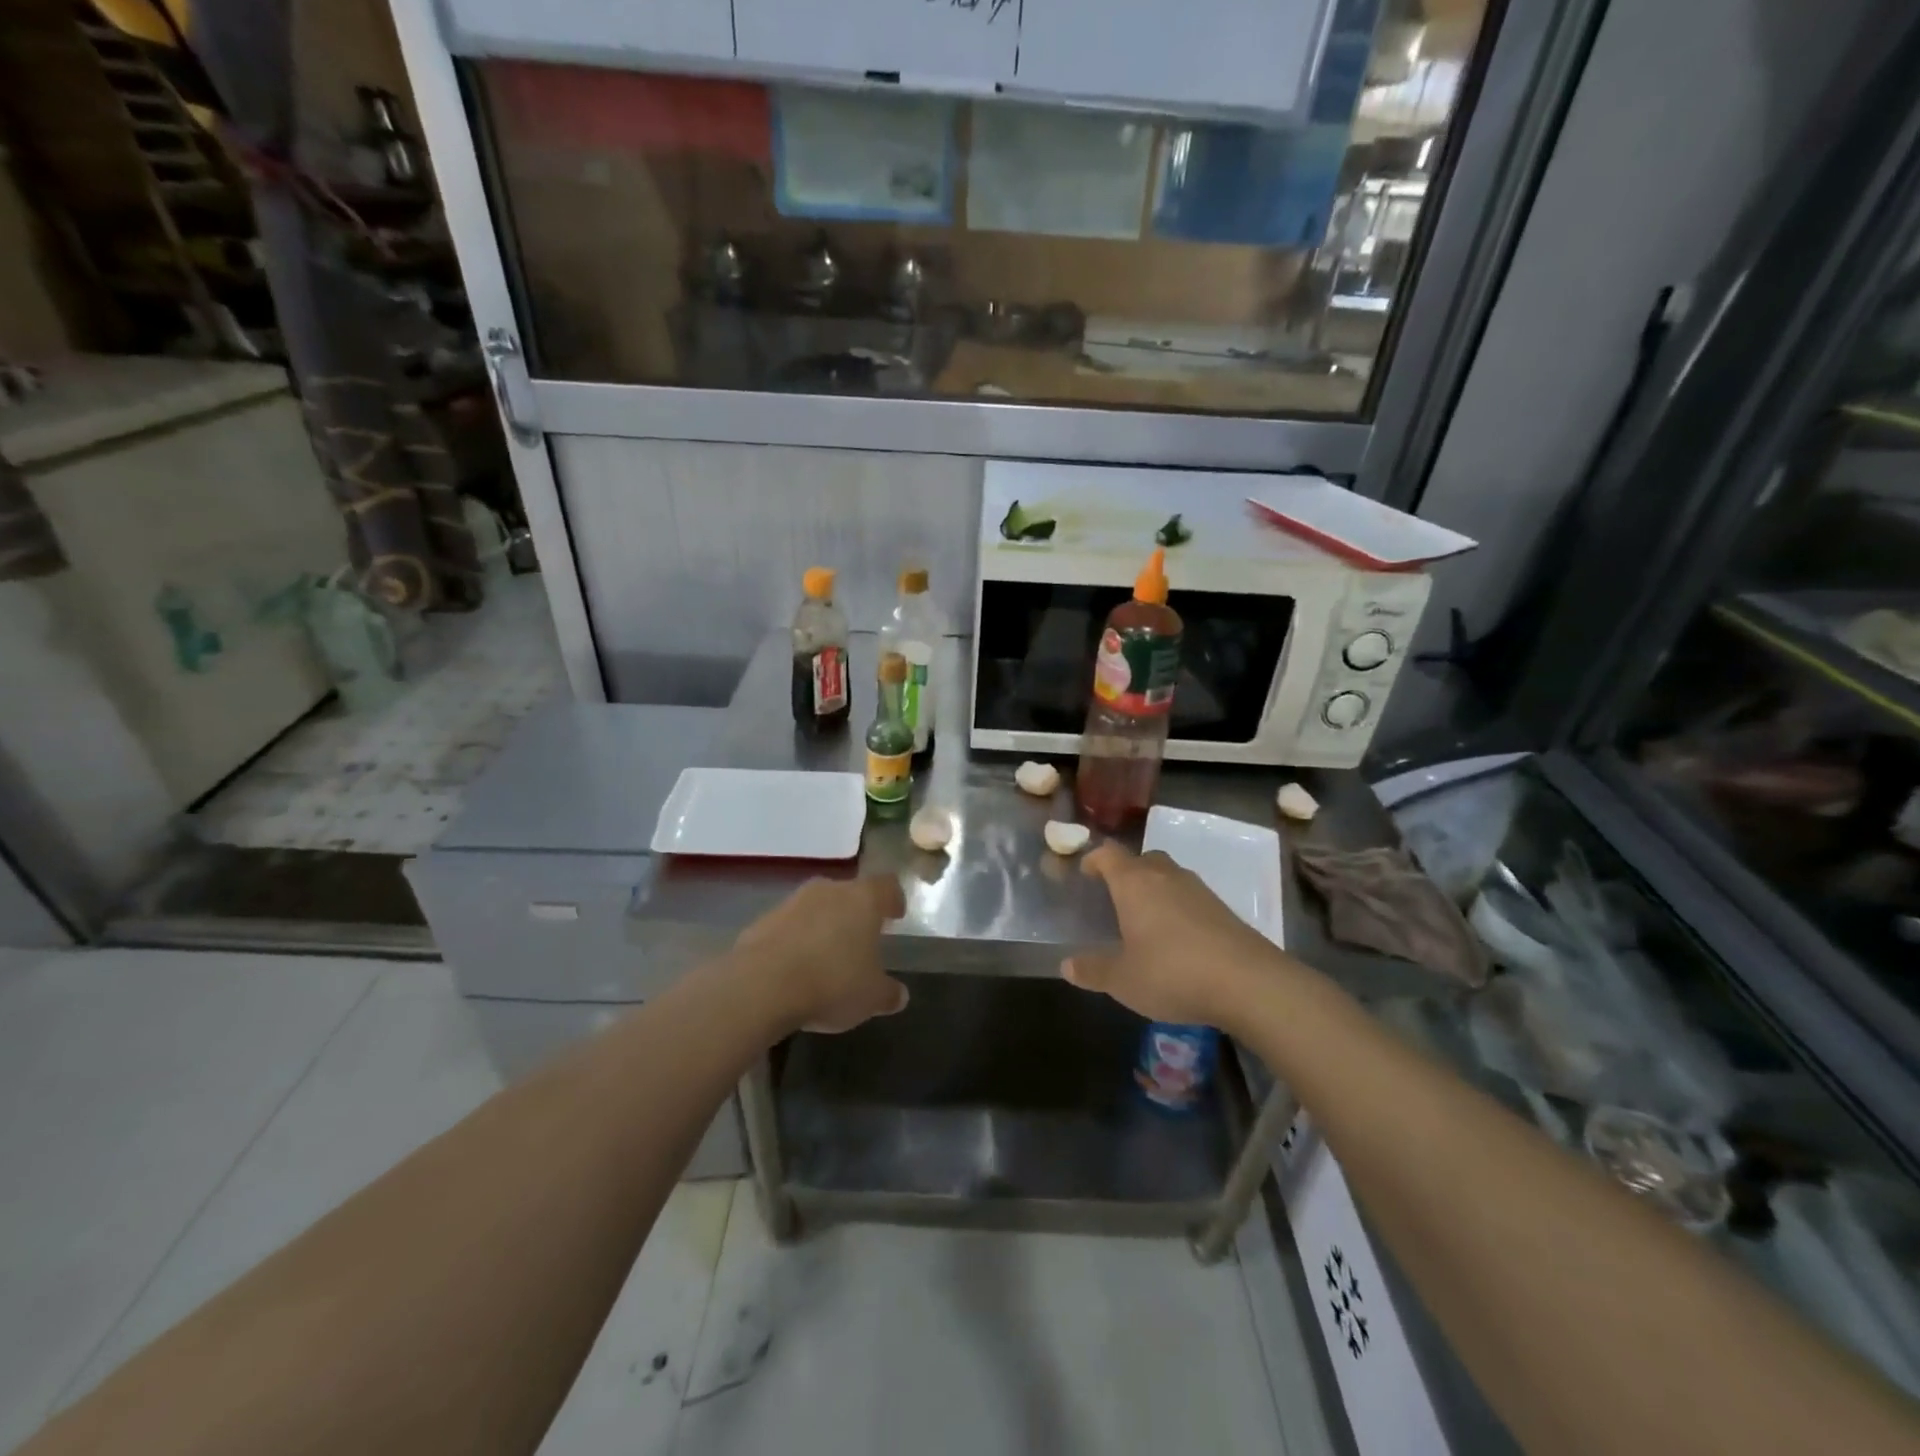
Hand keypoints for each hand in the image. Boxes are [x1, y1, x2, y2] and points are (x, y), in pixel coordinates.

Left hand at [732, 874, 908, 1033]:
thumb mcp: (871, 997)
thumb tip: (899, 995)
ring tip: (826, 956)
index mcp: (863, 899)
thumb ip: (889, 993)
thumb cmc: (832, 983)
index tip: (896, 915)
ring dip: (823, 926)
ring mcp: (792, 903)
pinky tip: (795, 968)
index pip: (887, 886)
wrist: (761, 986)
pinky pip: (788, 926)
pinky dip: (795, 941)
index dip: (893, 899)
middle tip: (861, 938)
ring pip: (816, 907)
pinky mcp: (762, 920)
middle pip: (849, 893)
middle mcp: (829, 891)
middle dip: (855, 913)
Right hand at [1064, 842, 1292, 1031]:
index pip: (1108, 854)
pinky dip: (1178, 907)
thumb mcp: (1122, 979)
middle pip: (1142, 859)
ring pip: (1169, 876)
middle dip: (1126, 873)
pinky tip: (1177, 938)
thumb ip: (1093, 970)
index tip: (1085, 874)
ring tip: (1145, 919)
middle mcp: (1165, 876)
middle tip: (1114, 898)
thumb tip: (1067, 965)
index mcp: (1134, 883)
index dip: (1094, 859)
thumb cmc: (1172, 973)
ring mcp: (1199, 889)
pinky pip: (1190, 897)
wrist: (1248, 982)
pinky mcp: (1223, 908)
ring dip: (1154, 889)